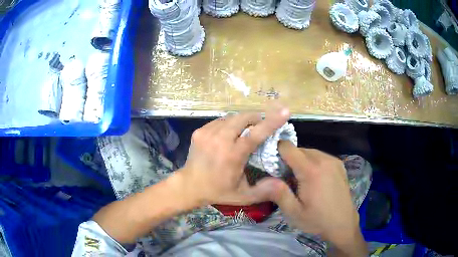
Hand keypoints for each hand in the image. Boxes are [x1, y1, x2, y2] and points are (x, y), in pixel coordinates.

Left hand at [178, 107, 289, 205]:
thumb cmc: (218, 191)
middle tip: (260, 127)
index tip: (285, 111)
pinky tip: (228, 135)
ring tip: (244, 132)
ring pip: (232, 117)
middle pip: (243, 118)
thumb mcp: (243, 196)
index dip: (272, 121)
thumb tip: (282, 183)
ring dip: (242, 121)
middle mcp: (219, 140)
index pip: (255, 134)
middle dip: (256, 119)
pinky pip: (220, 120)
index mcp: (232, 156)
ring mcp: (207, 133)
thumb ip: (264, 191)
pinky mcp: (200, 131)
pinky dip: (229, 124)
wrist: (189, 185)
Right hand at [259, 141, 365, 254]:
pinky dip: (312, 163)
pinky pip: (320, 156)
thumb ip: (278, 193)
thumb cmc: (317, 220)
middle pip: (299, 150)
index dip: (276, 152)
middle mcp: (324, 160)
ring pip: (310, 152)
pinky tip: (314, 180)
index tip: (272, 166)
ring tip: (300, 181)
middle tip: (286, 179)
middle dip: (289, 160)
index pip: (288, 148)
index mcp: (311, 170)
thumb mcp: (294, 212)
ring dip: (301, 161)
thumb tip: (261, 180)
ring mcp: (334, 161)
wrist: (343, 224)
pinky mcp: (339, 165)